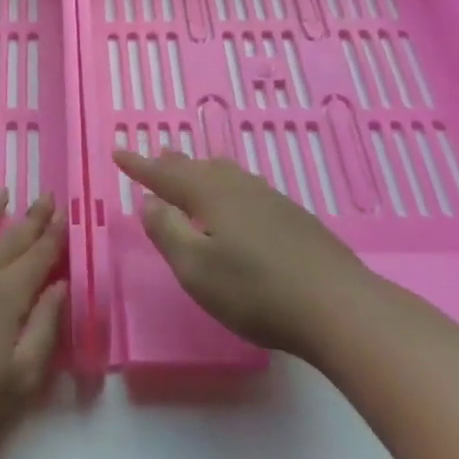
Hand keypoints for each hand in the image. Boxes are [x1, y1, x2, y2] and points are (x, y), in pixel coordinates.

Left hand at [0, 190, 66, 458]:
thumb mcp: (21, 379)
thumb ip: (44, 328)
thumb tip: (60, 286)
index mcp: (6, 296)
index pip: (37, 256)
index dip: (53, 234)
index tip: (64, 210)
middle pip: (9, 239)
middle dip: (30, 217)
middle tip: (44, 194)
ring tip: (0, 192)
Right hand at [114, 150, 364, 353]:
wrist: (340, 307)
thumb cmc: (256, 291)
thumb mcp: (196, 268)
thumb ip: (167, 232)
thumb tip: (149, 202)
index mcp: (211, 195)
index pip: (165, 175)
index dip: (139, 166)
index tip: (119, 151)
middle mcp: (240, 188)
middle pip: (198, 168)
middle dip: (172, 164)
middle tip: (156, 155)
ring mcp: (271, 201)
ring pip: (227, 175)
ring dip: (202, 171)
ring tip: (193, 169)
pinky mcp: (295, 219)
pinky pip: (247, 189)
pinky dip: (227, 187)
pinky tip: (238, 201)